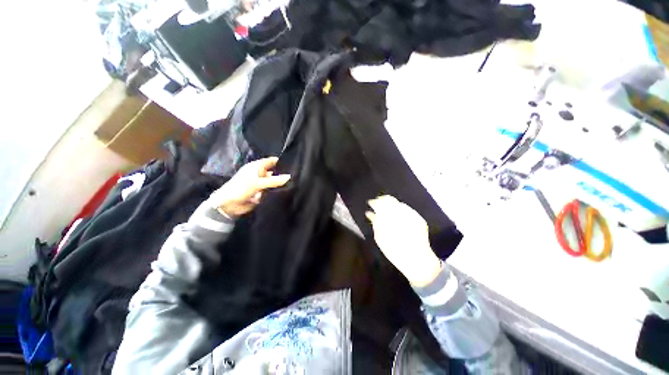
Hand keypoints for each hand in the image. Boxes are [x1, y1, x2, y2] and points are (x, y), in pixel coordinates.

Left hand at [210, 157, 289, 217]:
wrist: (229, 205)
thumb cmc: (240, 188)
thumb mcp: (258, 183)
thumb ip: (274, 180)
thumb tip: (290, 176)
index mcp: (257, 167)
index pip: (272, 161)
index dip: (282, 162)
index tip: (295, 164)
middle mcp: (261, 174)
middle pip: (276, 172)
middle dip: (284, 174)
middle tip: (297, 177)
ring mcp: (262, 183)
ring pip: (275, 182)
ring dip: (281, 184)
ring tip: (295, 185)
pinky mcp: (263, 193)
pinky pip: (273, 191)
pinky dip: (277, 192)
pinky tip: (287, 192)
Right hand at [366, 195, 441, 286]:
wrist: (417, 260)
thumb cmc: (394, 251)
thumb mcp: (380, 238)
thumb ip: (375, 223)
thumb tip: (370, 213)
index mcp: (389, 218)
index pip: (380, 203)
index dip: (374, 202)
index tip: (371, 203)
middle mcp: (402, 214)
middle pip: (390, 200)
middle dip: (383, 201)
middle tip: (378, 204)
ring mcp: (412, 215)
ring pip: (399, 203)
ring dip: (392, 205)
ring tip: (387, 210)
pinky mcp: (419, 219)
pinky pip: (407, 210)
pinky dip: (401, 210)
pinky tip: (398, 215)